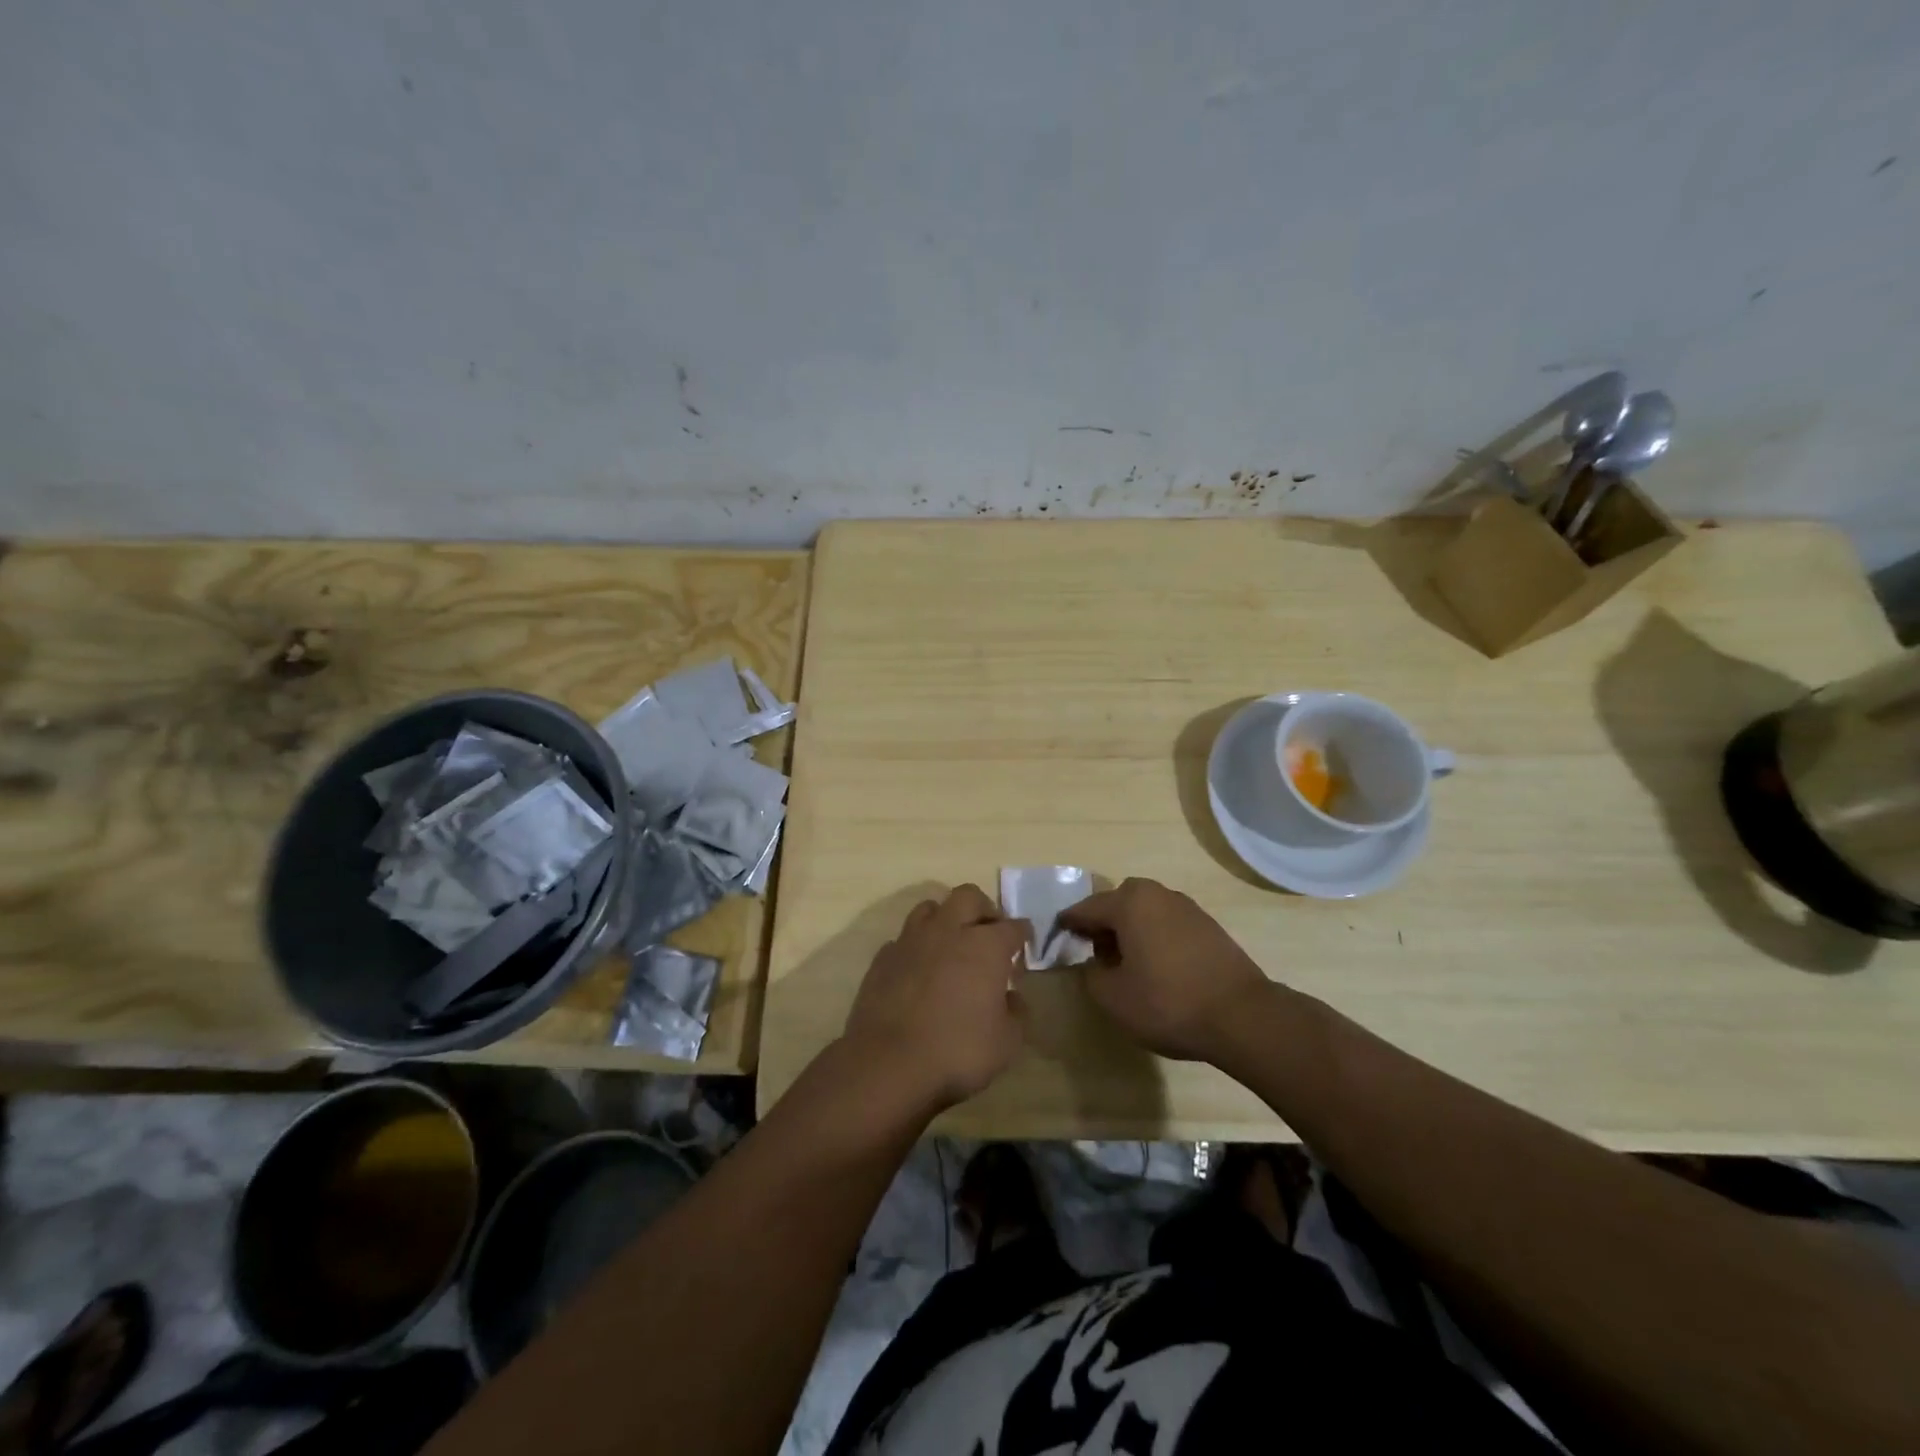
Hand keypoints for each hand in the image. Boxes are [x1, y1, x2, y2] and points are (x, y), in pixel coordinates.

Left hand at [843, 885, 1029, 1113]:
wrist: (889, 1062)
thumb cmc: (958, 1050)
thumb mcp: (1007, 1042)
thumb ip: (1016, 1013)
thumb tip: (1012, 996)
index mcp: (986, 946)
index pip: (1013, 927)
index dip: (1022, 934)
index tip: (1024, 943)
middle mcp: (949, 931)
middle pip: (969, 896)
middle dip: (984, 908)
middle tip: (989, 932)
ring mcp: (912, 940)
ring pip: (931, 908)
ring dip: (946, 918)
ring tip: (951, 943)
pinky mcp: (883, 957)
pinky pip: (904, 938)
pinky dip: (917, 947)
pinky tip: (919, 969)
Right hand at [1060, 878, 1271, 1061]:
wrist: (1242, 1016)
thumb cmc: (1168, 1003)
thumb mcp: (1113, 998)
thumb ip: (1091, 975)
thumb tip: (1093, 963)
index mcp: (1129, 903)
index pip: (1086, 908)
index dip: (1068, 925)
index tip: (1057, 939)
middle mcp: (1157, 894)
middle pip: (1118, 902)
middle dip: (1103, 924)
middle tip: (1096, 954)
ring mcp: (1187, 907)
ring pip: (1145, 911)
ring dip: (1131, 929)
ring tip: (1128, 964)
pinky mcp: (1208, 925)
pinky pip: (1168, 922)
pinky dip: (1155, 936)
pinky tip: (1158, 966)